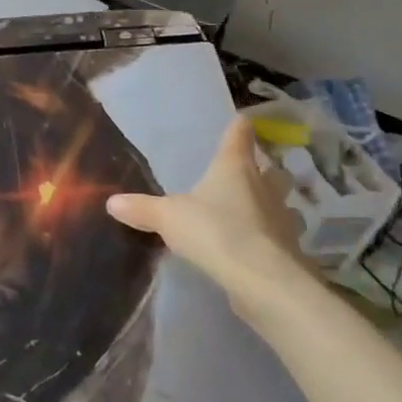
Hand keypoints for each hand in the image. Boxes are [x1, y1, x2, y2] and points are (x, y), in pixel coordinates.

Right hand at [107, 116, 314, 320]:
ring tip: (254, 211)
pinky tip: (255, 246)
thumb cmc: (215, 231)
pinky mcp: (289, 250)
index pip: (238, 136)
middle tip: (250, 172)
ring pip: (281, 203)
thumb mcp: (168, 218)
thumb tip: (111, 202)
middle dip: (263, 169)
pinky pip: (279, 236)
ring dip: (270, 205)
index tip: (241, 120)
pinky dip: (270, 237)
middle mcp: (264, 187)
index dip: (238, 127)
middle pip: (271, 170)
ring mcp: (282, 219)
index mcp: (234, 168)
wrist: (263, 281)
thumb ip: (142, 209)